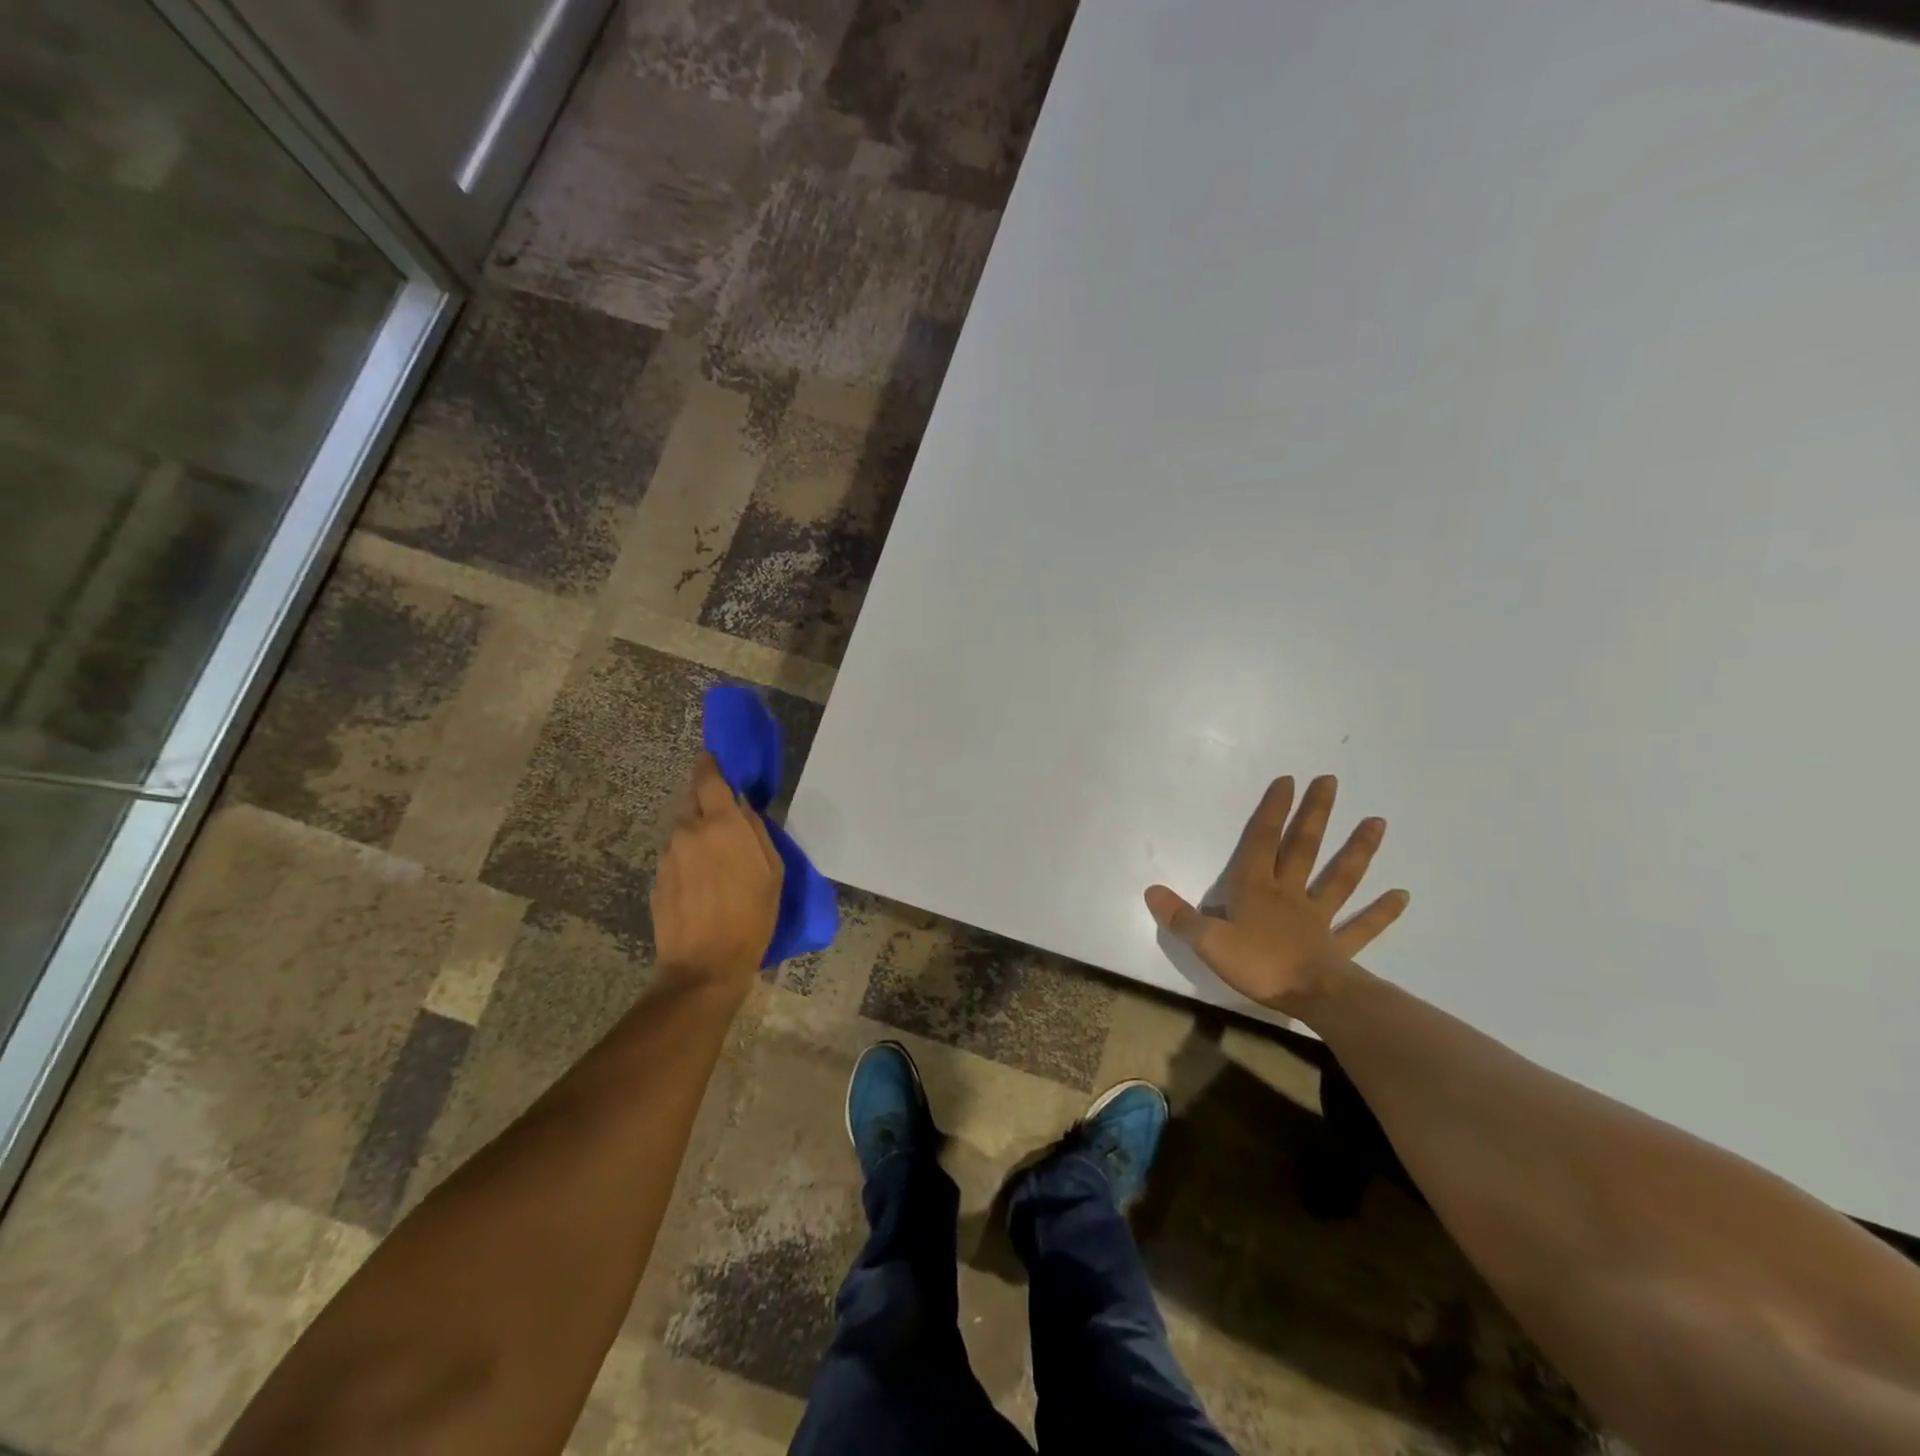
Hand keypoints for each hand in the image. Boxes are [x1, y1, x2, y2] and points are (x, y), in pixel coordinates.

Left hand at [651, 753, 782, 996]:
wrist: (705, 965)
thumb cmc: (751, 916)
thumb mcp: (772, 871)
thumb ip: (756, 831)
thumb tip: (743, 808)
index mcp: (722, 824)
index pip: (709, 778)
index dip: (711, 765)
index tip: (716, 760)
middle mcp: (689, 831)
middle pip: (691, 799)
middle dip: (705, 799)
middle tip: (723, 814)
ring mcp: (668, 856)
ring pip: (682, 829)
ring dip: (696, 832)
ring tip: (715, 857)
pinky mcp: (658, 880)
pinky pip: (675, 856)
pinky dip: (687, 858)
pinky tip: (701, 882)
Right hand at [1146, 774, 1409, 1018]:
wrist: (1313, 998)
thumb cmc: (1259, 966)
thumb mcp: (1208, 943)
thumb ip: (1181, 917)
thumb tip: (1150, 890)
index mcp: (1257, 890)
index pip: (1263, 842)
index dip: (1272, 811)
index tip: (1287, 780)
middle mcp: (1290, 895)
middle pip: (1304, 848)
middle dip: (1315, 814)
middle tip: (1331, 782)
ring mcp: (1320, 918)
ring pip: (1340, 878)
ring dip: (1358, 850)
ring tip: (1377, 821)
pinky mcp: (1340, 945)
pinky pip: (1362, 926)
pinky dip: (1382, 911)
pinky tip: (1403, 895)